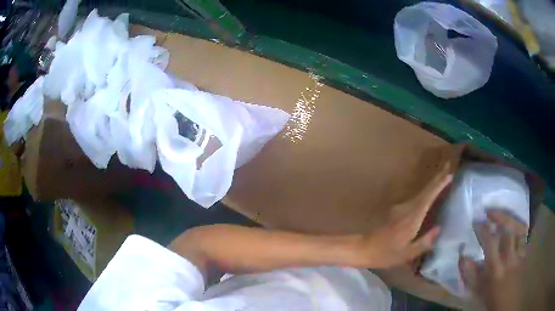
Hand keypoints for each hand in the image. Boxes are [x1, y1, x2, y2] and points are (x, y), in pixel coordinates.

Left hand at [360, 164, 451, 267]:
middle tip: (448, 167)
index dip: (439, 184)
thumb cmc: (386, 254)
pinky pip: (416, 199)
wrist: (364, 248)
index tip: (450, 174)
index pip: (428, 196)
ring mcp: (400, 207)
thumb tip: (439, 229)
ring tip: (443, 178)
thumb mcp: (408, 253)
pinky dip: (426, 193)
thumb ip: (425, 242)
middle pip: (425, 190)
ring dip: (432, 184)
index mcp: (412, 217)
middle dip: (437, 178)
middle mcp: (407, 208)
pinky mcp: (397, 210)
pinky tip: (431, 195)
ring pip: (421, 193)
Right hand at [459, 210, 527, 310]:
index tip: (476, 221)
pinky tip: (514, 225)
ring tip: (502, 214)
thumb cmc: (492, 300)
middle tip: (489, 210)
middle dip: (499, 215)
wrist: (509, 305)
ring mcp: (520, 253)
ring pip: (518, 228)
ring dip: (510, 218)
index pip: (490, 242)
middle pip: (508, 229)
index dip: (483, 228)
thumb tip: (462, 256)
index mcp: (496, 269)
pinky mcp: (525, 253)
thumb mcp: (479, 292)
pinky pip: (524, 235)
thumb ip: (471, 275)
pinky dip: (518, 226)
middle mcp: (510, 257)